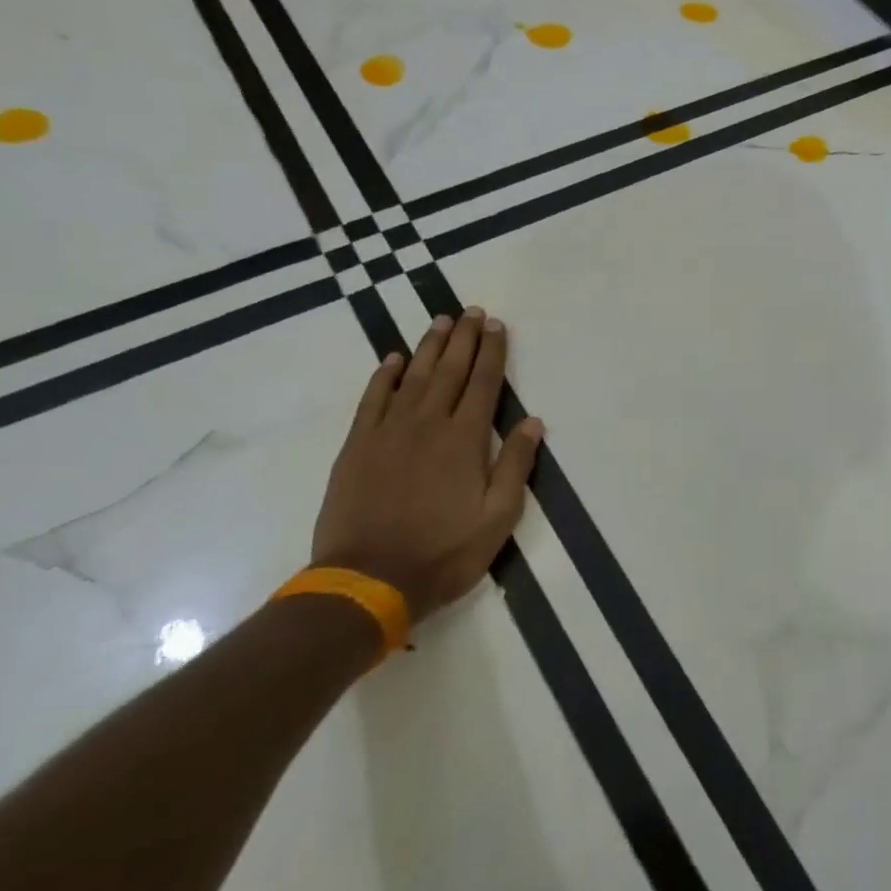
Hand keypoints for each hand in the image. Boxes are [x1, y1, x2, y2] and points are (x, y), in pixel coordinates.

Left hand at [311, 309, 542, 622]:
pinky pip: (373, 399)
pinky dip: (384, 376)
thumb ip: (515, 465)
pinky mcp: (357, 446)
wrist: (368, 579)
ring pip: (413, 377)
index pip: (484, 383)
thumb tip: (533, 421)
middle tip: (472, 311)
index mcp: (465, 440)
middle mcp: (428, 424)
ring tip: (442, 322)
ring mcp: (389, 432)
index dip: (493, 352)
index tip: (497, 326)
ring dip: (430, 347)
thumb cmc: (444, 552)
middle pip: (450, 370)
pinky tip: (393, 360)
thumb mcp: (498, 517)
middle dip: (465, 339)